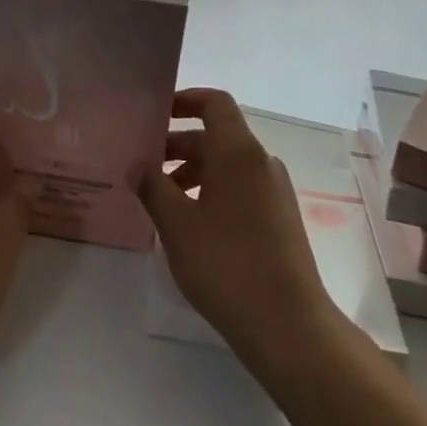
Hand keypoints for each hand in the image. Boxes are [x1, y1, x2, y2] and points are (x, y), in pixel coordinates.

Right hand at [140, 89, 338, 373]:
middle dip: (178, 145)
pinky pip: (240, 188)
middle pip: (217, 136)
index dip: (185, 100)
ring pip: (227, 165)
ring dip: (193, 172)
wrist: (288, 325)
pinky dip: (212, 192)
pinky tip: (190, 225)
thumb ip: (152, 187)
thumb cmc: (226, 264)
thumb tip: (137, 165)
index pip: (215, 103)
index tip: (156, 114)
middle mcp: (261, 162)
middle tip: (143, 165)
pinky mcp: (279, 219)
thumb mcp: (177, 224)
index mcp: (238, 152)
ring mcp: (274, 192)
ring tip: (161, 200)